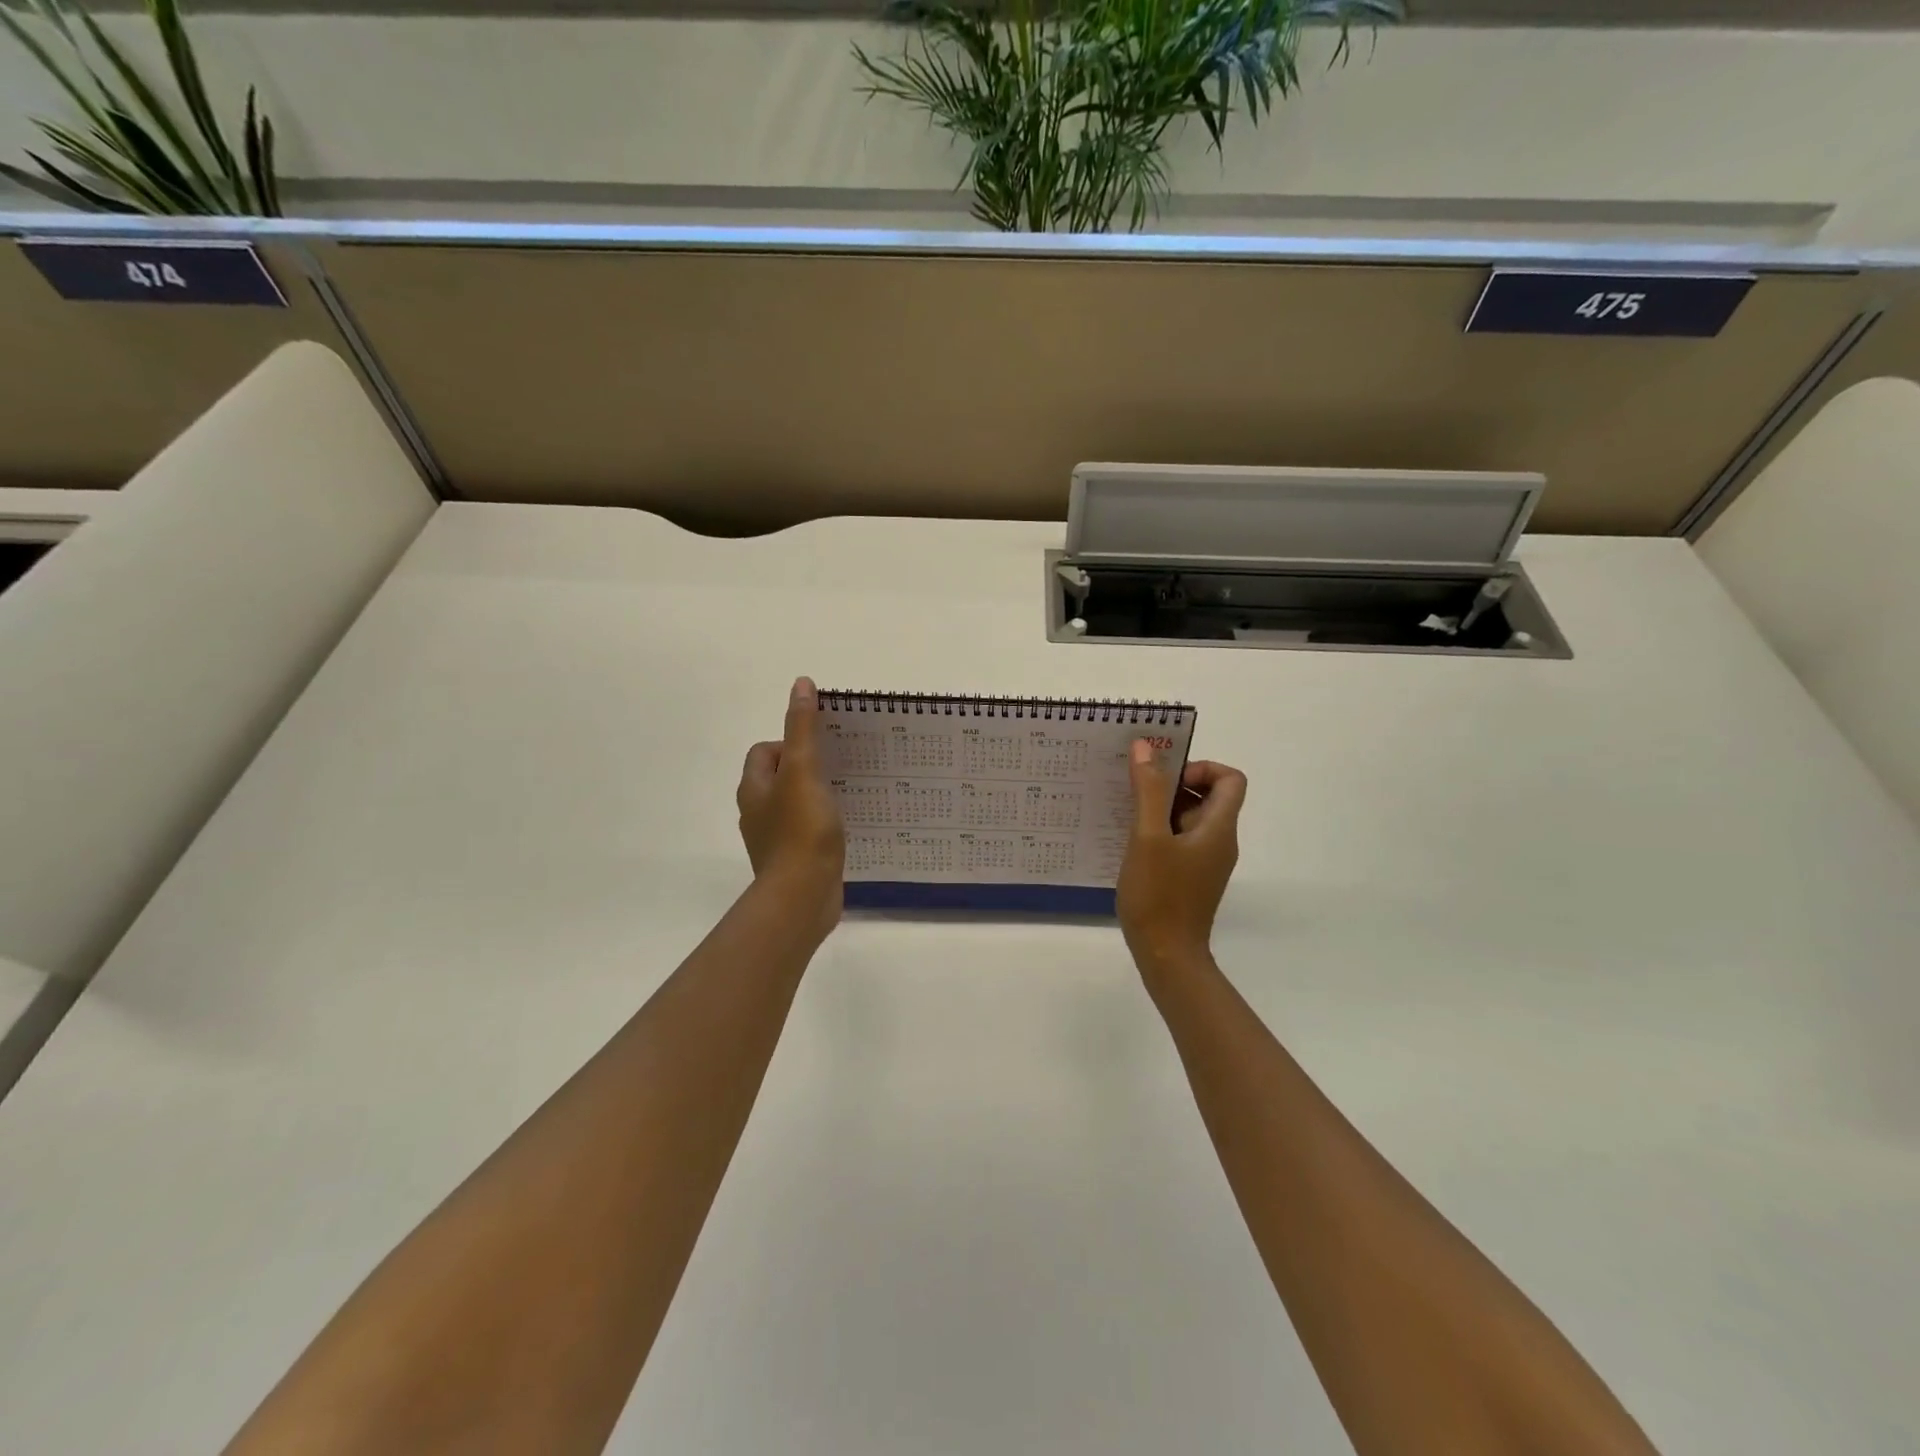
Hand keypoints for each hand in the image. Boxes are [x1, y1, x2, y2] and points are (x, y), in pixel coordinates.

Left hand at [737, 677, 844, 934]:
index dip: (789, 742)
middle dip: (807, 768)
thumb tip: (801, 684)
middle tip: (840, 767)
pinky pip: (807, 831)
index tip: (820, 749)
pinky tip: (845, 827)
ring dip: (816, 796)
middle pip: (779, 777)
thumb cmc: (802, 830)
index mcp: (753, 788)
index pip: (763, 751)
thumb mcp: (804, 771)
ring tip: (848, 794)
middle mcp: (757, 812)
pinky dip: (822, 824)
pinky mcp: (793, 860)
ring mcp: (774, 839)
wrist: (803, 896)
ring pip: (794, 805)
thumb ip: (803, 729)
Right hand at [1116, 741, 1246, 978]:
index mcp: (1219, 828)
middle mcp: (1219, 842)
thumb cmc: (1159, 895)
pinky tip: (1129, 843)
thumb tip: (1146, 747)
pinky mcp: (1190, 877)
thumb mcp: (1148, 837)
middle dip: (1173, 786)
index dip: (1201, 768)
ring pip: (1190, 819)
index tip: (1165, 779)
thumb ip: (1148, 791)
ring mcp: (1205, 862)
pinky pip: (1179, 841)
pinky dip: (1158, 832)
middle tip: (1136, 792)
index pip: (1230, 779)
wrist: (1166, 957)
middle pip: (1208, 796)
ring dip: (1161, 809)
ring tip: (1126, 815)